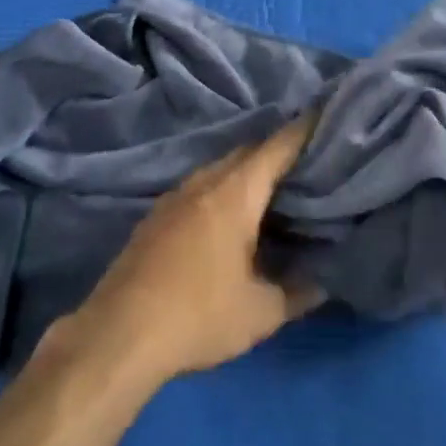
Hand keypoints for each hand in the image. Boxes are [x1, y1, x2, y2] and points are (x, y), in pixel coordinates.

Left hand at [55, 115, 320, 387]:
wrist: (121, 332)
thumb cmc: (199, 315)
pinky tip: (230, 216)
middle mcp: (204, 182)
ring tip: (274, 189)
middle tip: (307, 163)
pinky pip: (200, 187)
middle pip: (246, 153)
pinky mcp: (156, 214)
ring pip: (219, 168)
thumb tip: (324, 282)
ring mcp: (175, 195)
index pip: (276, 148)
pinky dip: (223, 189)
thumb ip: (298, 292)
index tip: (324, 113)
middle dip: (276, 152)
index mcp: (235, 193)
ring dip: (246, 172)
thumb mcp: (260, 312)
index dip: (302, 130)